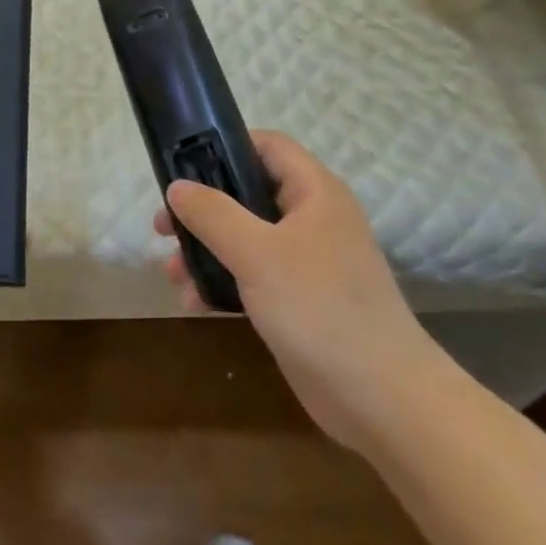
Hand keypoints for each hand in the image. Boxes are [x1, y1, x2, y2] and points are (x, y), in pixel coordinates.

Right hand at [156, 131, 443, 449]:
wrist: (381, 398)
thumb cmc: (319, 308)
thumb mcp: (257, 253)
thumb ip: (213, 214)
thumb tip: (177, 187)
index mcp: (315, 193)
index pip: (268, 146)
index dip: (226, 145)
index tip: (183, 163)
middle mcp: (313, 219)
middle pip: (248, 194)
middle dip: (203, 209)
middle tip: (164, 227)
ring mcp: (309, 261)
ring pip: (246, 238)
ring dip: (206, 250)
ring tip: (172, 272)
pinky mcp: (301, 300)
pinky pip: (253, 276)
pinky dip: (224, 281)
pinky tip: (194, 302)